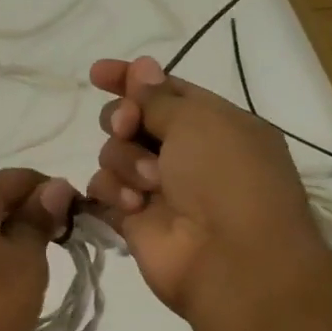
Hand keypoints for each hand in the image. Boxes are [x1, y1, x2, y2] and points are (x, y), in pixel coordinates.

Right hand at [87, 55, 331, 323]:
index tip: (98, 72)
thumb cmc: (225, 179)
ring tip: (149, 183)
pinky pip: (103, 189)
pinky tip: (132, 205)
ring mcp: (159, 187)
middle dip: (123, 117)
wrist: (232, 262)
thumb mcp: (199, 121)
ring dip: (125, 160)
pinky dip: (113, 191)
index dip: (130, 78)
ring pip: (114, 152)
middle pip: (132, 119)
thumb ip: (159, 96)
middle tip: (128, 126)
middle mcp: (187, 153)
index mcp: (214, 124)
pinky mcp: (134, 218)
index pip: (164, 90)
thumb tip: (142, 68)